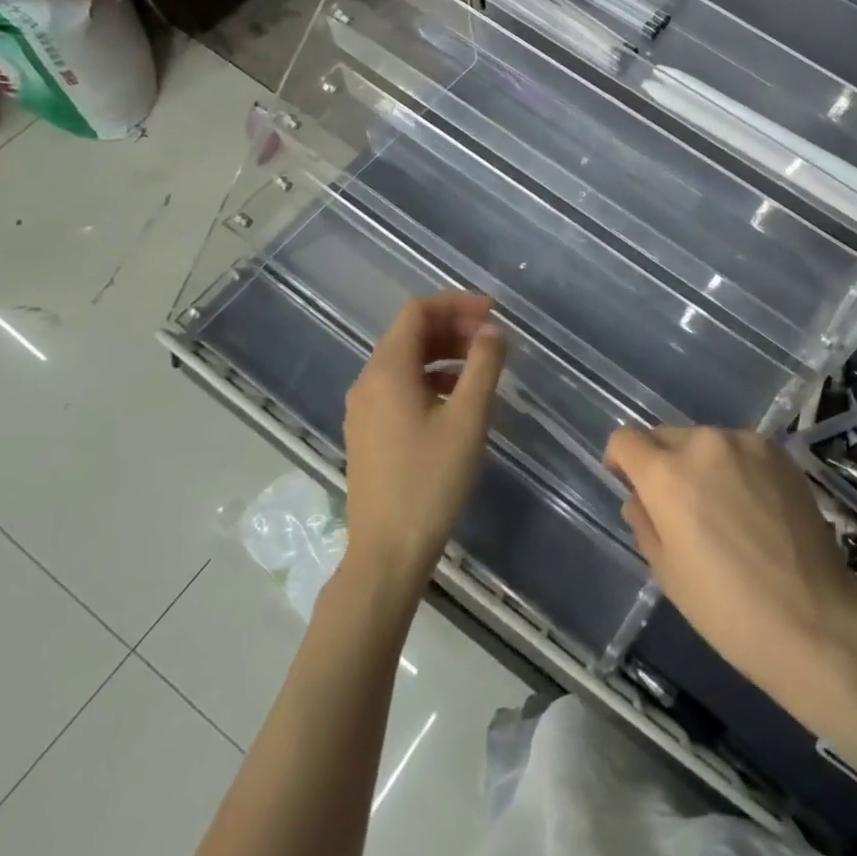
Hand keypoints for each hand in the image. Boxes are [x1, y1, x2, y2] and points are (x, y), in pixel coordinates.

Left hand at [342, 293, 505, 595]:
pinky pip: (398, 385)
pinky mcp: (367, 431)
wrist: (387, 552)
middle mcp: (368, 380)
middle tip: (491, 338)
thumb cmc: (430, 481)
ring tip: (480, 366)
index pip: (418, 311)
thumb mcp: (468, 419)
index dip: (456, 303)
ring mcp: (363, 408)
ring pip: (404, 360)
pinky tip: (456, 399)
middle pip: (409, 333)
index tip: (493, 313)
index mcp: (387, 370)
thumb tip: (492, 330)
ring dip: (442, 352)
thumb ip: (483, 365)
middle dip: (452, 327)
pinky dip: (429, 377)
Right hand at [604, 426, 856, 716]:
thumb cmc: (726, 608)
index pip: (626, 439)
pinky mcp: (779, 452)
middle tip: (676, 505)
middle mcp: (703, 443)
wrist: (813, 618)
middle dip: (661, 462)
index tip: (627, 482)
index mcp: (666, 474)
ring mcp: (746, 443)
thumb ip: (645, 523)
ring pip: (705, 441)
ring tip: (720, 508)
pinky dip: (735, 467)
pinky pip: (741, 449)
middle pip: (665, 436)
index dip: (620, 459)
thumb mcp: (668, 573)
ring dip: (700, 463)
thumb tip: (640, 498)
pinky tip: (752, 506)